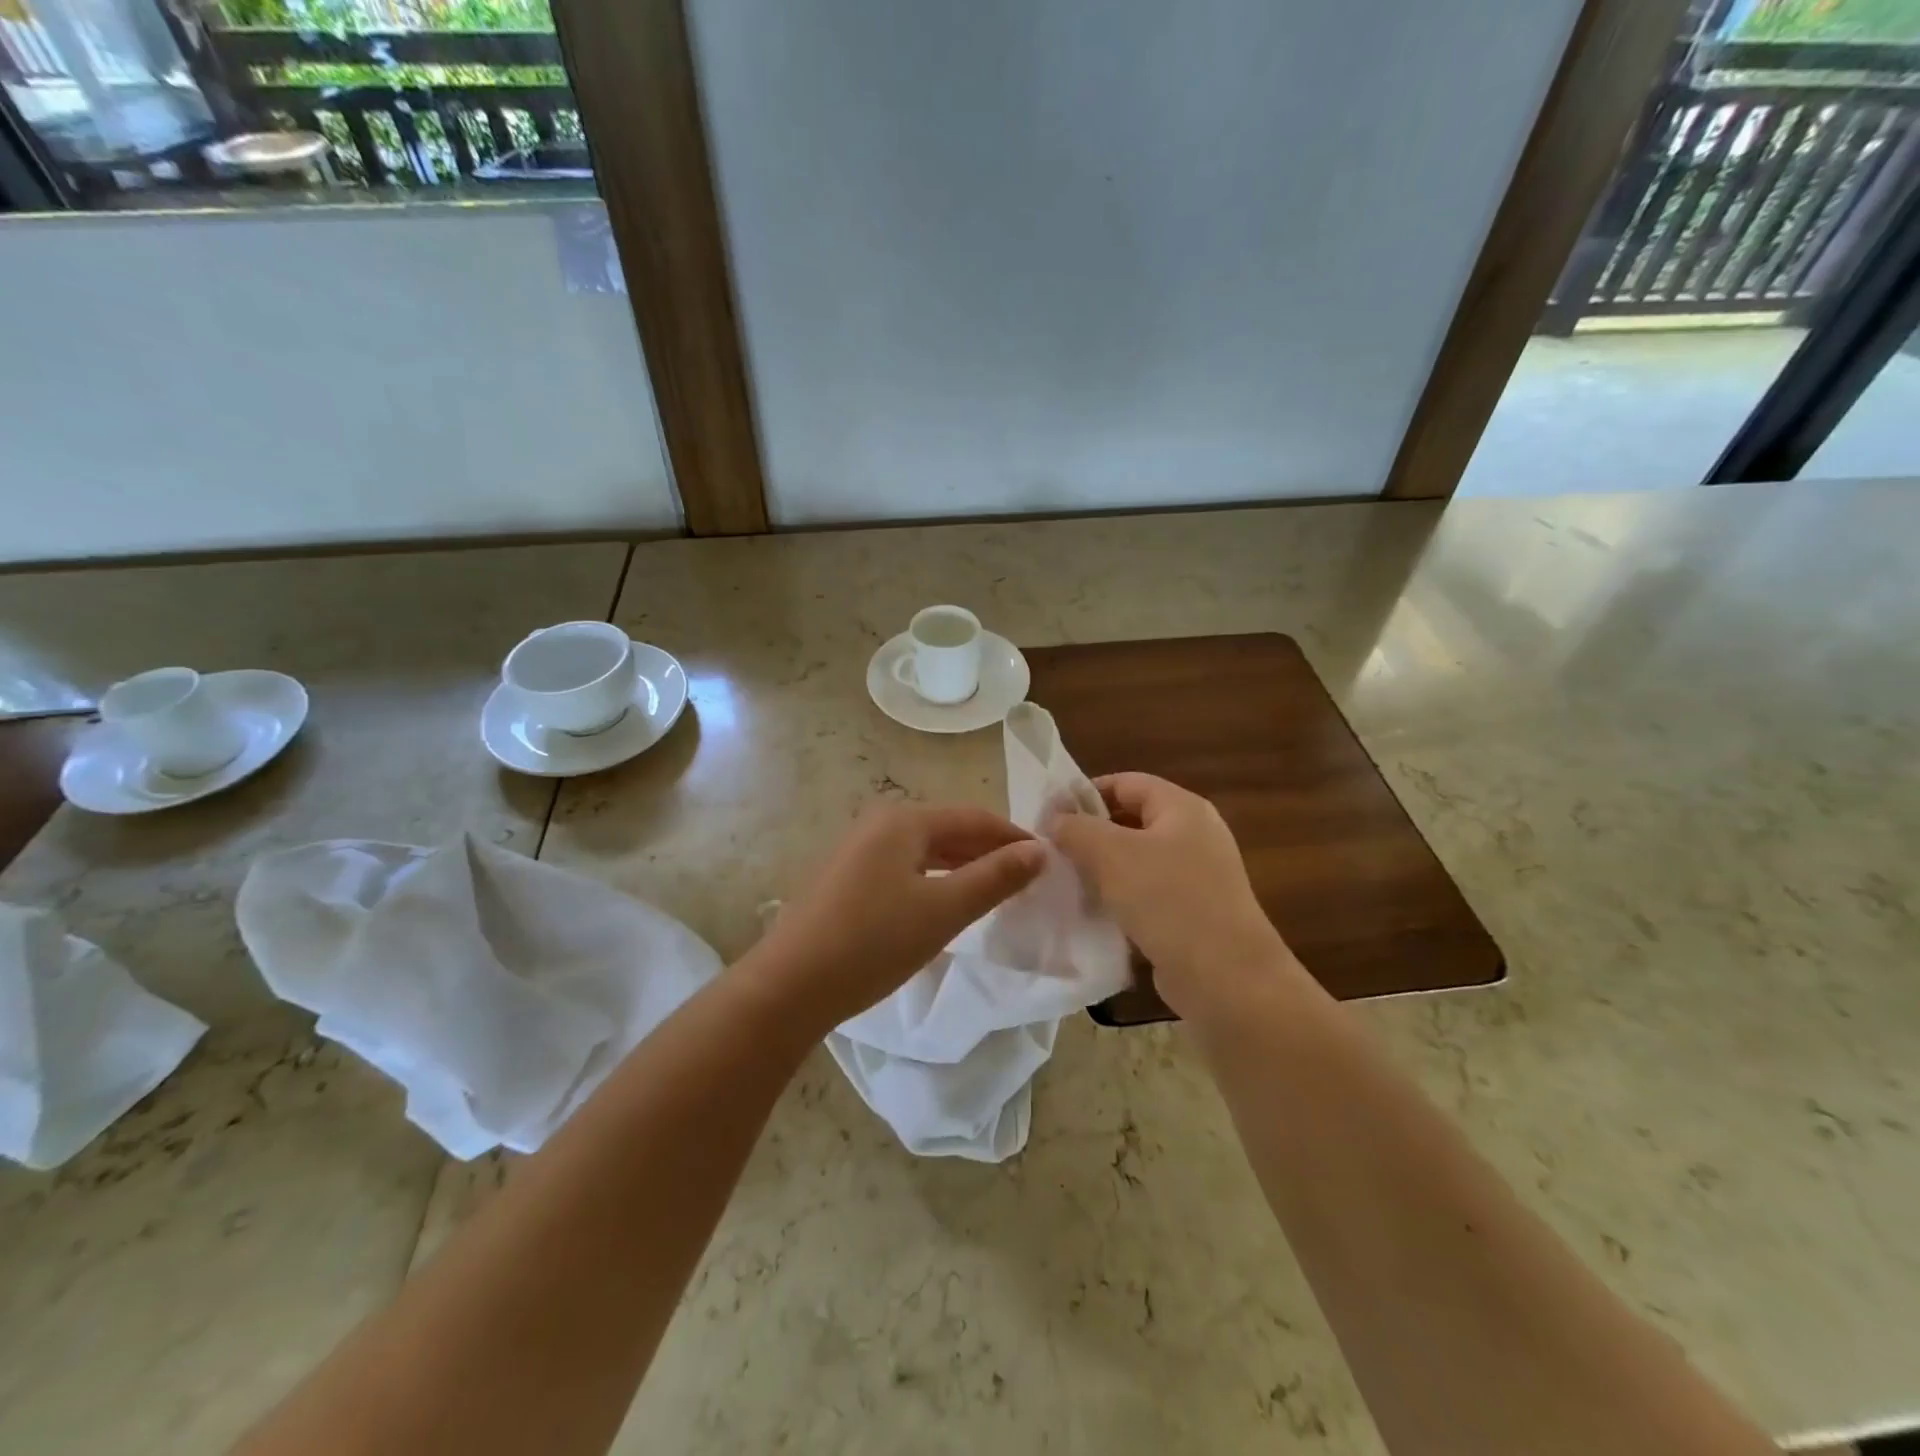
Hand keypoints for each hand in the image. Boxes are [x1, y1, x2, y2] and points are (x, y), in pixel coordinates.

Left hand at [749, 802, 1046, 1031]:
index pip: (974, 817)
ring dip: (963, 866)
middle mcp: (879, 823)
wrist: (789, 986)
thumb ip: (994, 877)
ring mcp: (858, 849)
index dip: (1013, 837)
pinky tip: (947, 902)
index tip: (1049, 860)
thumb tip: (1040, 851)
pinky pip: (904, 867)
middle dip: (989, 851)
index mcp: (903, 820)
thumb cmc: (873, 942)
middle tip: (1028, 879)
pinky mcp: (846, 877)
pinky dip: (935, 879)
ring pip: (926, 850)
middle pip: (949, 829)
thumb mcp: (943, 910)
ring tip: (997, 891)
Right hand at [1051, 773, 1296, 1021]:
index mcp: (1182, 808)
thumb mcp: (1111, 854)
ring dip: (1102, 868)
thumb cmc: (1168, 900)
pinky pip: (1148, 893)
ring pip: (1137, 860)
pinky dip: (1121, 898)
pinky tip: (1094, 913)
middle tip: (1052, 851)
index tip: (1049, 816)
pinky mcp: (1194, 913)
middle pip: (1131, 820)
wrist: (1226, 978)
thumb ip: (1076, 828)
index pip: (1125, 783)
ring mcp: (1198, 876)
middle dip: (1091, 833)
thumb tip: (1056, 819)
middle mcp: (1194, 834)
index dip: (1085, 793)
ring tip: (1066, 882)